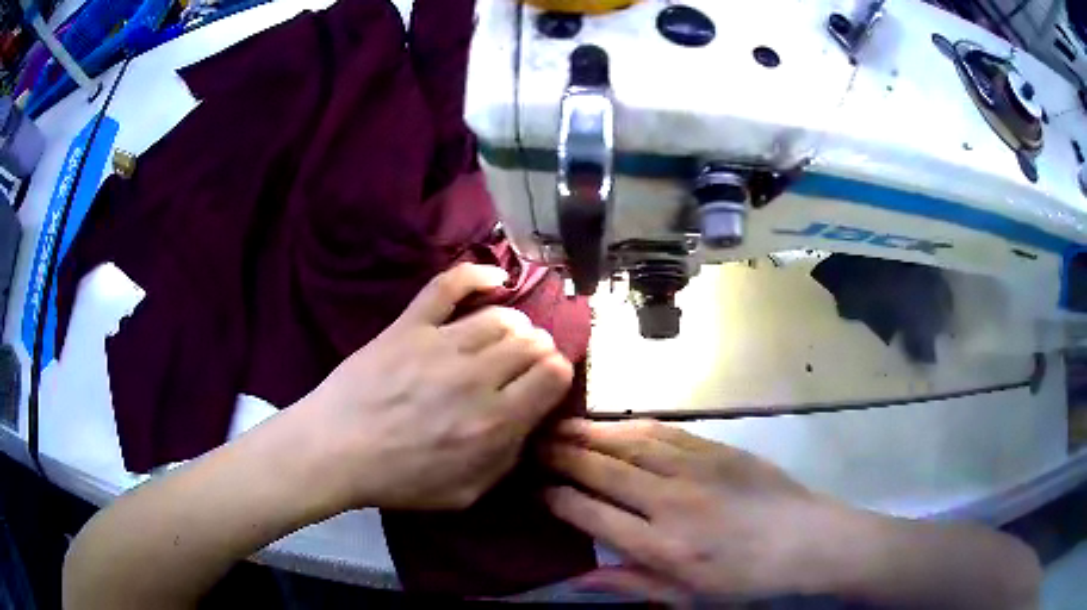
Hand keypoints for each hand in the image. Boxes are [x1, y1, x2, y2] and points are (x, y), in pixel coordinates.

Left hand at [295, 263, 573, 510]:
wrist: (335, 450)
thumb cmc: (399, 479)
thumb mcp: (466, 492)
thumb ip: (507, 459)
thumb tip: (529, 423)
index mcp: (495, 422)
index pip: (554, 374)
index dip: (558, 374)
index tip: (546, 382)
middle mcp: (477, 377)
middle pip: (532, 342)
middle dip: (538, 351)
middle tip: (524, 364)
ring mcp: (441, 344)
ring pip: (501, 316)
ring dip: (514, 325)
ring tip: (506, 336)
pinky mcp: (410, 325)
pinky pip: (449, 285)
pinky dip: (476, 275)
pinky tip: (494, 279)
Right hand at [540, 419, 860, 601]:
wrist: (806, 540)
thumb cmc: (744, 580)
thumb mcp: (685, 597)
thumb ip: (629, 584)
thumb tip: (576, 578)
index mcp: (661, 546)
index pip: (591, 514)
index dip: (556, 499)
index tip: (535, 490)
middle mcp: (670, 501)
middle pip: (602, 469)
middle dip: (561, 455)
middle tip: (532, 444)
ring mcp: (695, 468)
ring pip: (628, 442)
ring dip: (589, 433)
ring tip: (559, 427)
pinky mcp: (716, 448)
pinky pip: (663, 431)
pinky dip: (630, 426)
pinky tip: (612, 425)